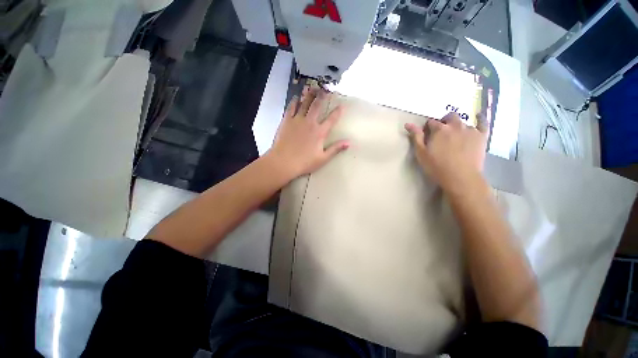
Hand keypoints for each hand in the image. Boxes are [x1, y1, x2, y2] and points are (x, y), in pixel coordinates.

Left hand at [267, 88, 349, 178]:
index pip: (332, 119)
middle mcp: (310, 122)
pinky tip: (297, 97)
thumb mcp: (323, 158)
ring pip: (305, 103)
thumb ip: (336, 149)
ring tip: (313, 87)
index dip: (338, 112)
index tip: (342, 105)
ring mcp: (297, 120)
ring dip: (309, 94)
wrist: (283, 162)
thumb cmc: (304, 162)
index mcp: (320, 132)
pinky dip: (295, 101)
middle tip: (325, 89)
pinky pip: (291, 107)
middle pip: (317, 106)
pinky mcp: (286, 120)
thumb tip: (349, 142)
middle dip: (322, 96)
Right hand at [405, 112, 488, 194]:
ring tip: (455, 136)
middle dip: (444, 122)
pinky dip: (480, 119)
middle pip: (449, 117)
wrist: (460, 177)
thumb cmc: (437, 166)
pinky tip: (478, 117)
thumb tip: (408, 123)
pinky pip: (483, 123)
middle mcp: (455, 125)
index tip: (427, 135)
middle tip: (441, 133)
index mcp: (439, 129)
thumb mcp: (421, 153)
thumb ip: (416, 137)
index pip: (431, 122)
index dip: (428, 128)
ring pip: (463, 122)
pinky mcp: (481, 136)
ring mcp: (470, 130)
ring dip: (457, 126)